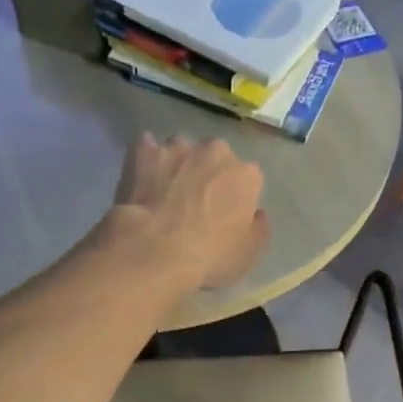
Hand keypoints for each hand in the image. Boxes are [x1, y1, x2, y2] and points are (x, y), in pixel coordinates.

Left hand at [109, 134, 268, 291]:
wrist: (155, 249)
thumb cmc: (210, 254)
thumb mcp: (249, 253)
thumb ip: (259, 227)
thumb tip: (257, 213)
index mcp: (246, 174)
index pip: (249, 178)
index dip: (238, 196)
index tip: (227, 214)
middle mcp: (215, 151)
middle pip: (216, 156)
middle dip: (209, 172)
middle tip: (197, 200)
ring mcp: (177, 148)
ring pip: (182, 149)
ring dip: (179, 163)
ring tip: (167, 189)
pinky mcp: (144, 152)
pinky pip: (147, 146)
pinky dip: (147, 158)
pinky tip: (142, 174)